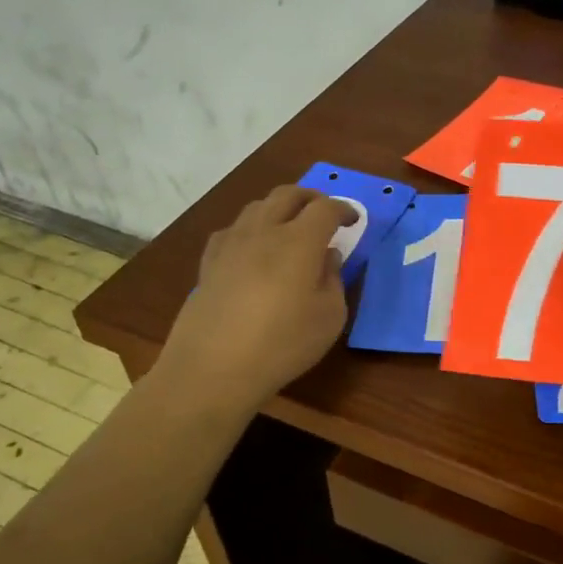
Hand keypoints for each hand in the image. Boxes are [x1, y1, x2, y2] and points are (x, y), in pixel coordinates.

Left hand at [153, 187, 356, 413]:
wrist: (213, 368)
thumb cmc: (282, 344)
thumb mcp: (329, 318)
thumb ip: (333, 280)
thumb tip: (328, 257)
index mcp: (299, 241)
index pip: (326, 209)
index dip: (344, 209)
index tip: (353, 221)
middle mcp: (264, 232)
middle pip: (288, 195)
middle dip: (311, 197)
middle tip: (324, 213)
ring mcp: (231, 244)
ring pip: (257, 207)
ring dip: (279, 208)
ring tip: (289, 227)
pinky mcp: (209, 263)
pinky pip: (232, 230)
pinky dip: (250, 229)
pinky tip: (252, 248)